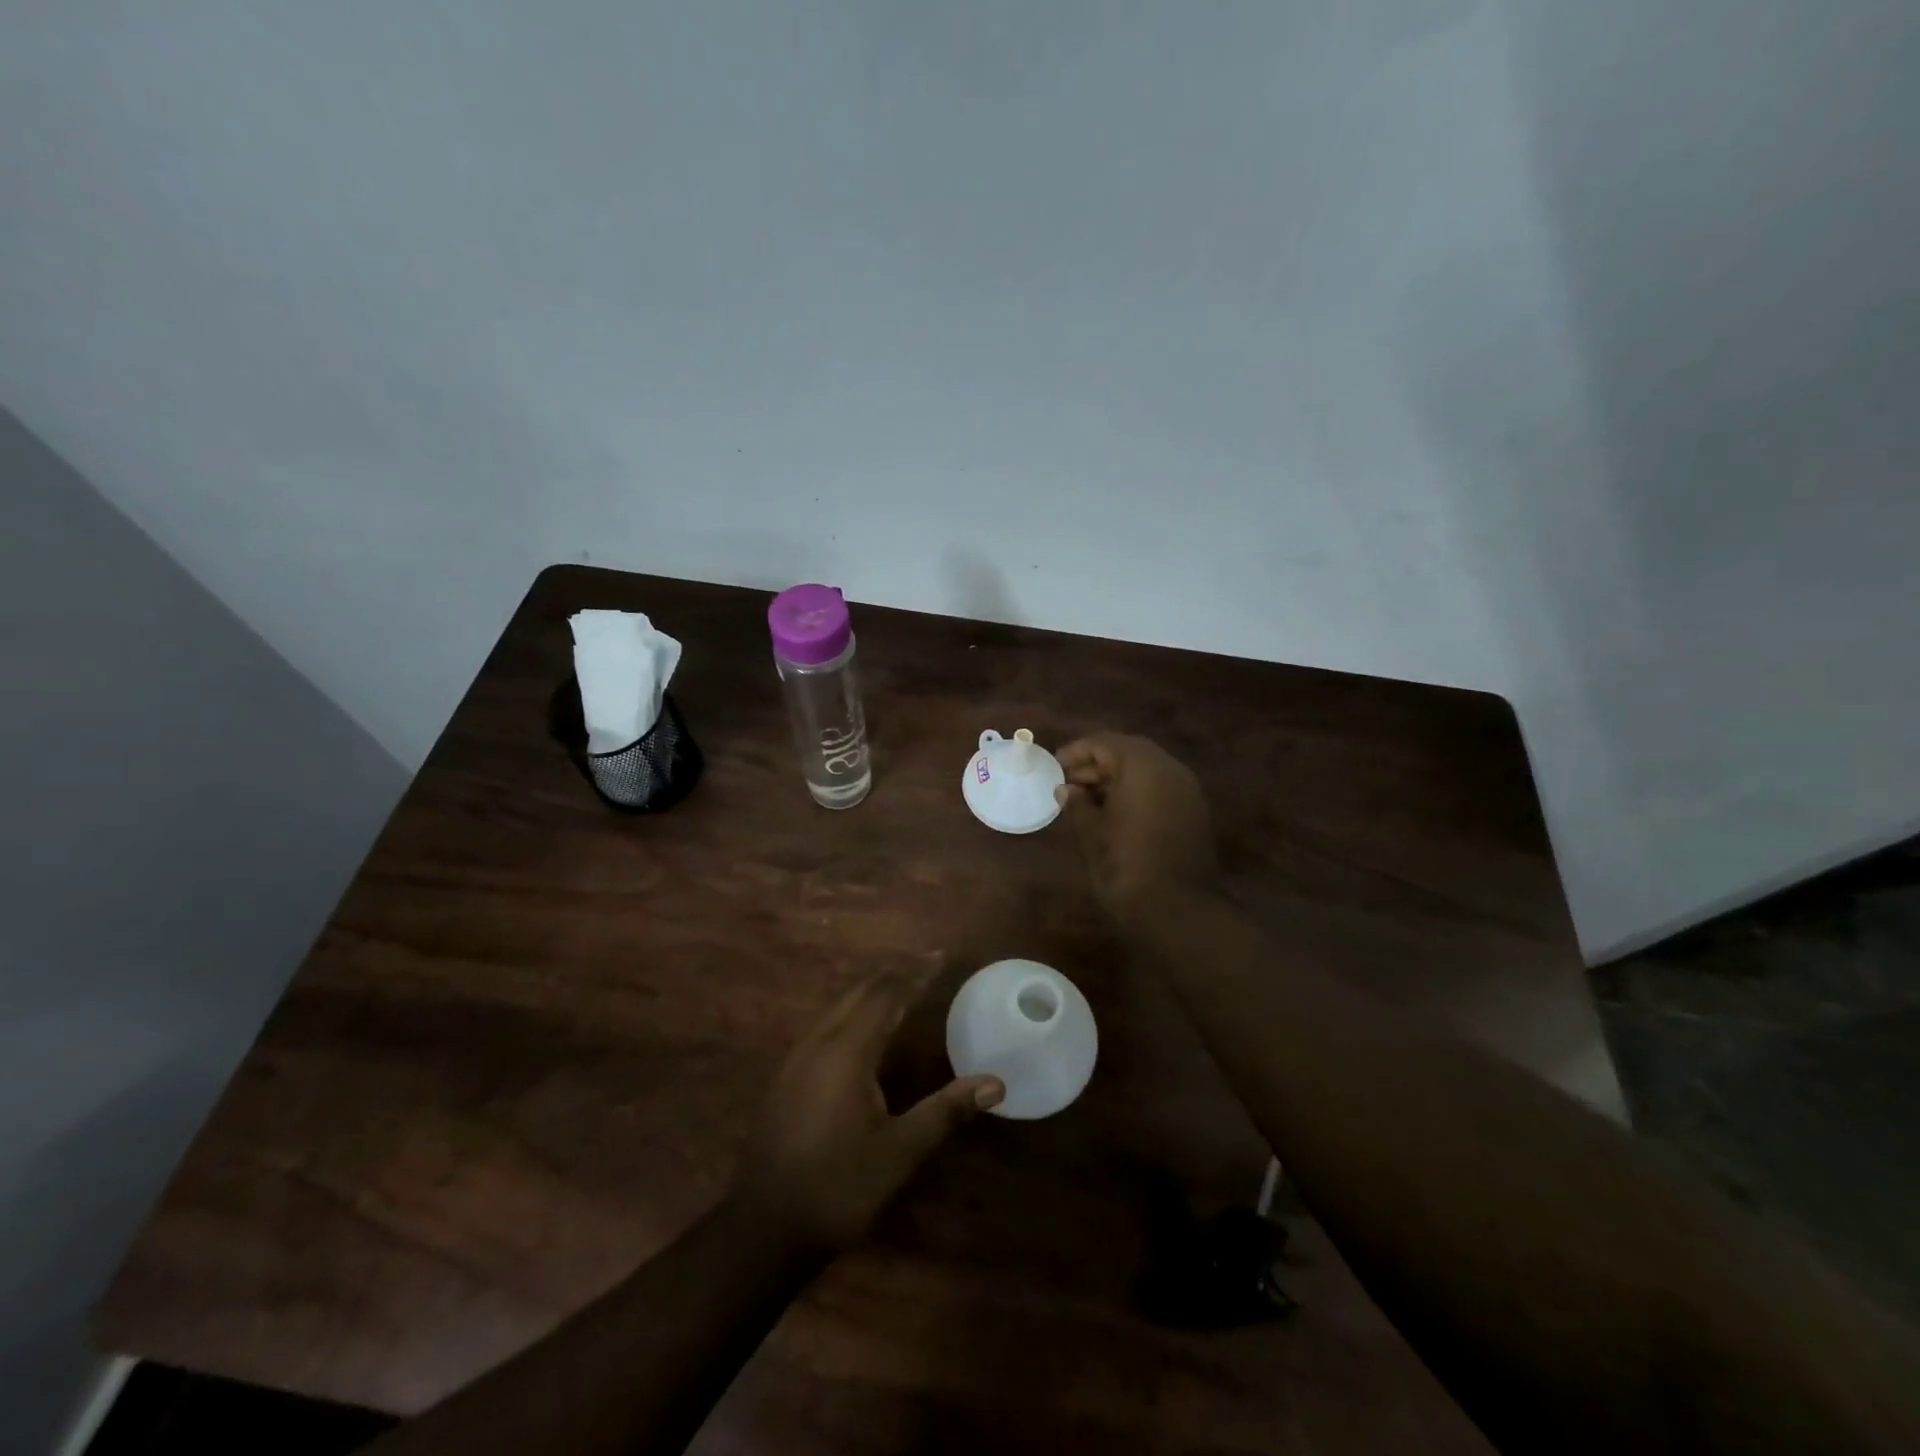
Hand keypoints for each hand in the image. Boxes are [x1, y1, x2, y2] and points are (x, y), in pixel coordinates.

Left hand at [738, 974, 1003, 1252]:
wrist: (765, 1227)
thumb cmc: (838, 1187)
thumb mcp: (899, 1152)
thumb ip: (945, 1111)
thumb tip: (995, 1083)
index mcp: (847, 1051)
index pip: (886, 994)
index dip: (914, 973)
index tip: (940, 955)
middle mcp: (819, 1042)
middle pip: (859, 991)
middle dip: (894, 973)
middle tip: (927, 965)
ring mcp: (798, 1057)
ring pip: (839, 1005)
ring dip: (872, 990)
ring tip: (903, 986)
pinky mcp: (788, 1074)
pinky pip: (827, 1023)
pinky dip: (854, 1010)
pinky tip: (865, 1027)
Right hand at [1054, 733, 1217, 918]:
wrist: (1178, 911)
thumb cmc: (1126, 866)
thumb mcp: (1092, 834)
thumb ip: (1077, 805)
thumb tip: (1066, 790)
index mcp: (1142, 766)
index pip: (1104, 743)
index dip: (1076, 752)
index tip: (1054, 767)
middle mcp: (1169, 769)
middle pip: (1128, 751)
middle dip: (1097, 763)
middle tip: (1069, 782)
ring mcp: (1186, 790)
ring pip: (1147, 769)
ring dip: (1117, 777)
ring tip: (1086, 799)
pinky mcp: (1193, 812)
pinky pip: (1160, 787)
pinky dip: (1136, 791)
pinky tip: (1114, 813)